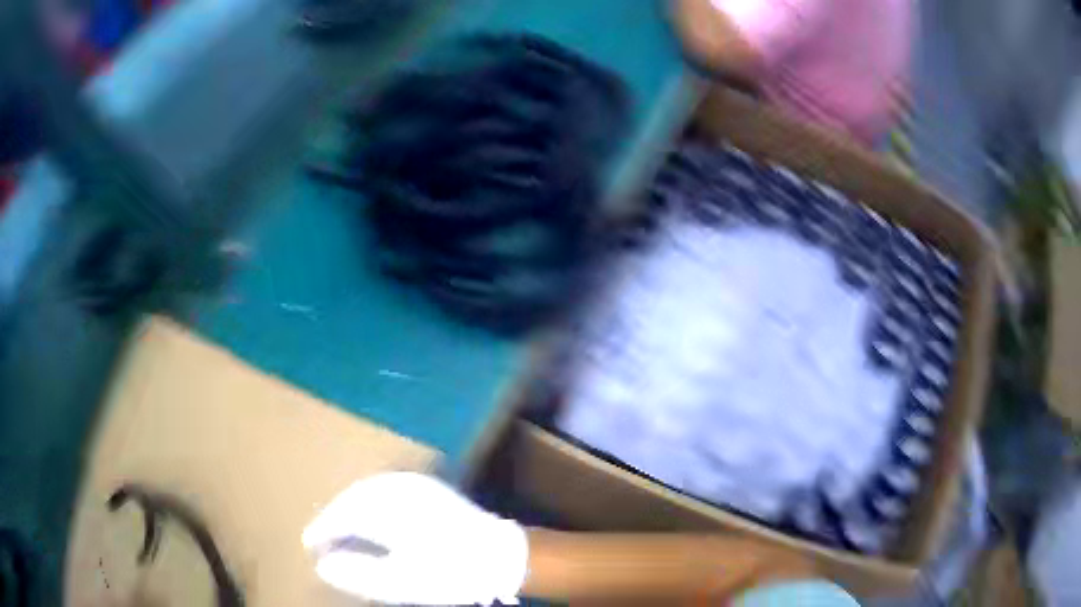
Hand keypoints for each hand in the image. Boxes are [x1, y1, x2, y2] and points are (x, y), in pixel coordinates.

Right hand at [302, 472, 528, 604]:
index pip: (341, 516)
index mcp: (387, 511)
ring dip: (349, 505)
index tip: (309, 545)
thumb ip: (358, 573)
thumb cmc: (451, 573)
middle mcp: (397, 489)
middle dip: (333, 516)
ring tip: (339, 526)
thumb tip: (323, 565)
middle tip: (321, 536)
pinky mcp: (430, 486)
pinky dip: (369, 498)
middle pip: (351, 498)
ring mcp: (415, 484)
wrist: (501, 556)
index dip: (322, 530)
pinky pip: (386, 486)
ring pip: (367, 489)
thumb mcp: (402, 582)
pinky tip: (369, 513)